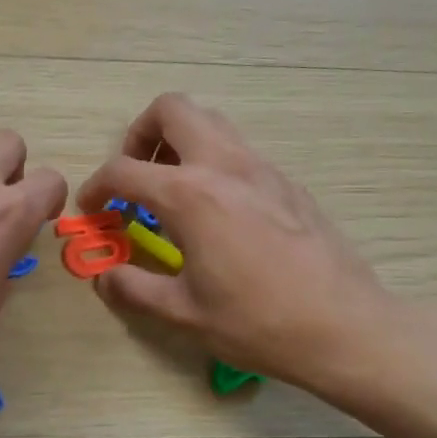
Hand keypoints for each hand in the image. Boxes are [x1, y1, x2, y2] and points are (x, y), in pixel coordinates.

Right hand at [77, 94, 405, 399]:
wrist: (345, 328)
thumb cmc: (257, 322)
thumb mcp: (182, 312)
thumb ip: (132, 288)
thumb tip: (104, 277)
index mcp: (190, 195)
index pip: (123, 171)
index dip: (95, 187)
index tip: (91, 210)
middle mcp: (224, 166)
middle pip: (172, 110)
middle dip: (141, 134)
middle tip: (136, 177)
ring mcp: (262, 168)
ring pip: (211, 121)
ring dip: (179, 142)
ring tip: (172, 191)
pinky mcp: (287, 182)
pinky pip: (238, 150)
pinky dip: (213, 162)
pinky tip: (217, 213)